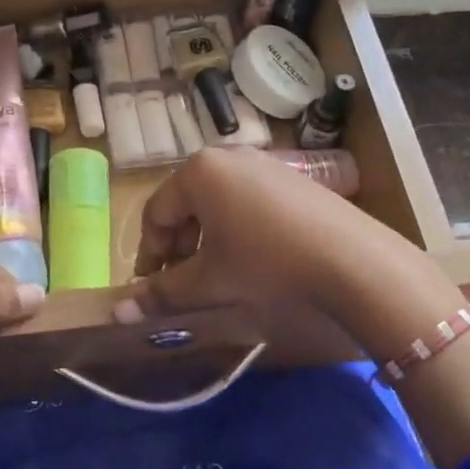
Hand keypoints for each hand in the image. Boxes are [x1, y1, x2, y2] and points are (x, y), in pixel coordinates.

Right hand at [122, 149, 469, 468]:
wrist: (351, 259)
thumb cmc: (266, 263)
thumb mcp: (209, 280)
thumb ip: (162, 292)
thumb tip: (118, 313)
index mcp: (197, 171)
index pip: (155, 213)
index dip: (149, 254)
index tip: (152, 287)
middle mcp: (226, 155)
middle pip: (185, 202)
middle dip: (179, 244)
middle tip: (184, 280)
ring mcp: (262, 161)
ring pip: (216, 200)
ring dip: (207, 236)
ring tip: (218, 270)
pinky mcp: (290, 175)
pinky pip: (246, 197)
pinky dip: (237, 225)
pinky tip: (253, 255)